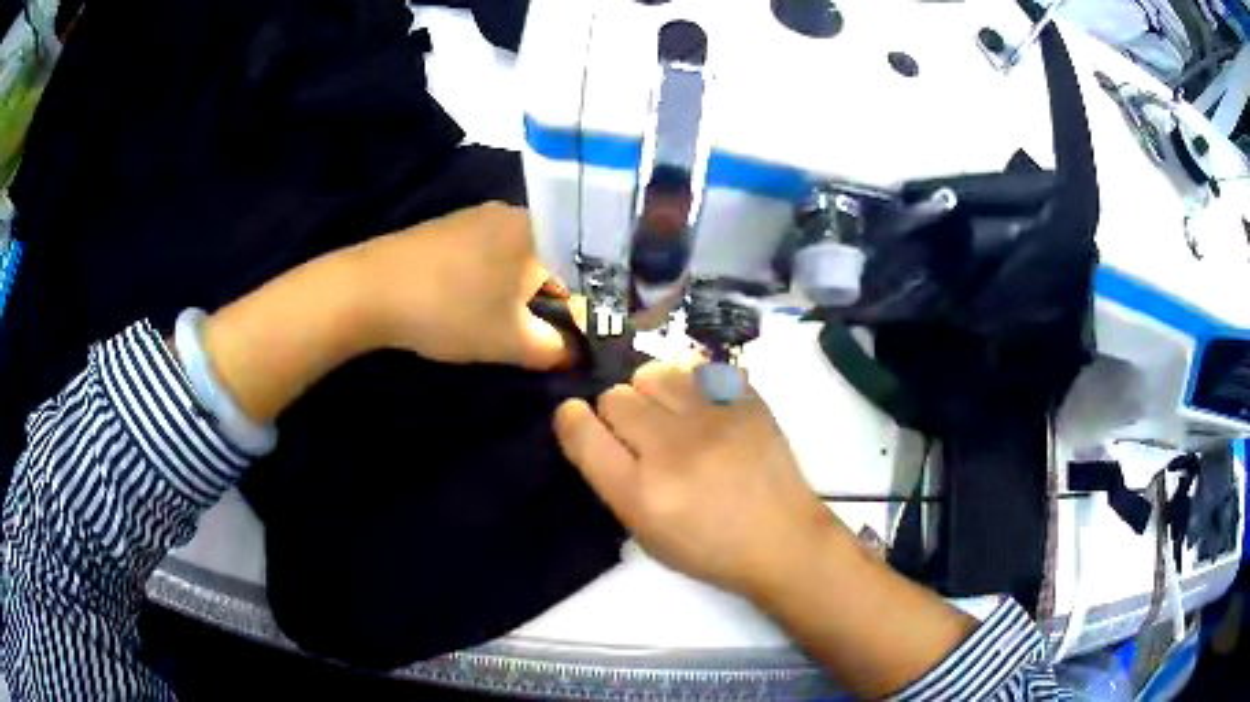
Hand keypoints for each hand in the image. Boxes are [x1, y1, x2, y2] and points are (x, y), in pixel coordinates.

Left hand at [352, 202, 570, 369]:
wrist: (370, 289)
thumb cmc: (453, 311)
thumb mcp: (513, 342)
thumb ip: (557, 350)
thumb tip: (577, 353)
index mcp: (538, 230)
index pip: (578, 270)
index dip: (575, 309)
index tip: (559, 338)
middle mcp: (511, 212)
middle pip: (545, 261)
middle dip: (539, 301)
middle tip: (522, 334)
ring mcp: (474, 215)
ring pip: (512, 258)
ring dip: (509, 292)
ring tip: (486, 322)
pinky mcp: (446, 226)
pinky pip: (483, 253)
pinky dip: (482, 280)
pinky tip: (459, 303)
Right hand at [554, 362, 840, 598]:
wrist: (783, 539)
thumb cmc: (710, 549)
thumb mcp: (646, 534)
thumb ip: (613, 481)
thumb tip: (596, 431)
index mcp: (640, 493)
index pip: (582, 431)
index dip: (572, 420)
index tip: (578, 420)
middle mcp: (671, 448)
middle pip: (615, 396)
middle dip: (617, 413)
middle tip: (641, 434)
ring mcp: (713, 418)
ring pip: (653, 372)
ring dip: (652, 392)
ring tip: (672, 414)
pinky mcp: (746, 400)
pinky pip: (698, 370)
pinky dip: (694, 387)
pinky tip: (706, 411)